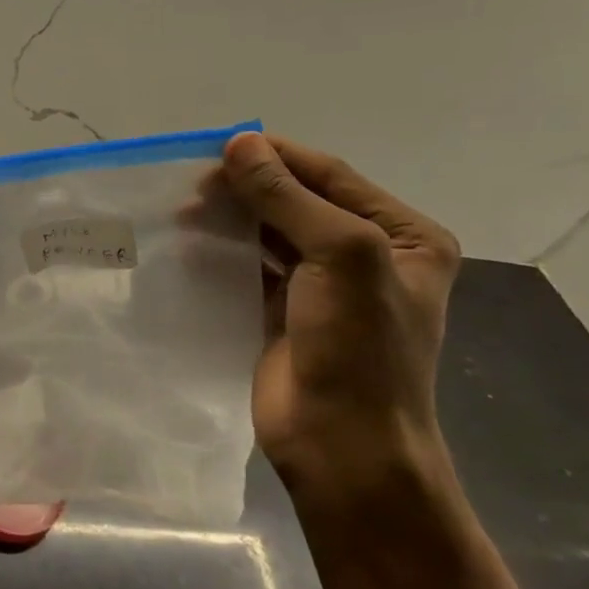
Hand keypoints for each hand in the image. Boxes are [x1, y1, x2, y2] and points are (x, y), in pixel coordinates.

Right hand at [215, 132, 460, 497]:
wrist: (343, 445)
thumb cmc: (359, 347)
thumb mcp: (339, 256)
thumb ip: (288, 197)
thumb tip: (239, 144)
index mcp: (403, 236)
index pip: (331, 175)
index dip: (277, 156)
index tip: (218, 147)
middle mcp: (367, 254)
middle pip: (298, 200)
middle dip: (248, 187)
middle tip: (194, 183)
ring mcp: (324, 285)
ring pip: (270, 232)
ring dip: (231, 217)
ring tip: (185, 210)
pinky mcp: (285, 311)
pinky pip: (251, 266)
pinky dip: (222, 250)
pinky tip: (190, 243)